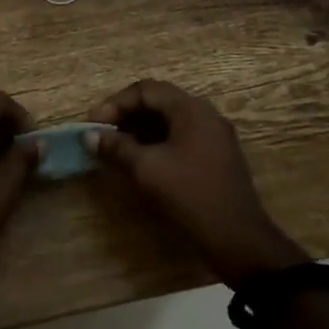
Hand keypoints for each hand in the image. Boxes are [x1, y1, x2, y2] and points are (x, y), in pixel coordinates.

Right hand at [88, 80, 307, 286]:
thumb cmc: (191, 196)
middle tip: (102, 133)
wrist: (239, 239)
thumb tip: (90, 136)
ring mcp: (214, 135)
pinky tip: (141, 159)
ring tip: (116, 147)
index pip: (146, 89)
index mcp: (191, 109)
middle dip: (126, 114)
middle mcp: (205, 114)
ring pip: (169, 120)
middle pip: (159, 101)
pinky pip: (180, 136)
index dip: (115, 103)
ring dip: (140, 128)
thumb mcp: (147, 169)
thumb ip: (117, 148)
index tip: (94, 124)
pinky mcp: (216, 156)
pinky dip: (157, 141)